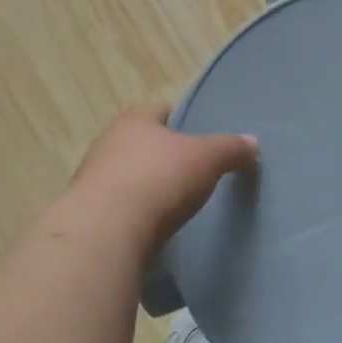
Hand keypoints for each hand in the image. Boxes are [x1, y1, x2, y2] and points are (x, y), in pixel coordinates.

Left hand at [66, 106, 258, 250]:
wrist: (107, 232)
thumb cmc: (159, 179)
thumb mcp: (207, 158)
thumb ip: (231, 148)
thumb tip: (253, 142)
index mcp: (134, 119)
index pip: (161, 110)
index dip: (182, 121)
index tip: (201, 139)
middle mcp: (108, 142)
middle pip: (142, 143)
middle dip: (164, 155)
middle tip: (193, 172)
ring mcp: (93, 179)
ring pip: (128, 175)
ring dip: (147, 186)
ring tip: (175, 204)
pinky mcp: (89, 214)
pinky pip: (119, 207)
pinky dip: (135, 214)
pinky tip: (153, 227)